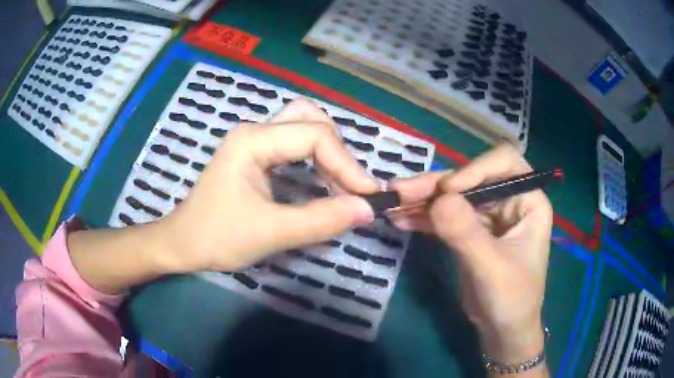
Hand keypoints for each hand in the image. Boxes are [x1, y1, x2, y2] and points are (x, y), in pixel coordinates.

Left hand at [162, 99, 378, 271]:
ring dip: (328, 152)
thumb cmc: (216, 238)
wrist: (182, 244)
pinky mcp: (254, 155)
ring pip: (303, 126)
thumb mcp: (270, 233)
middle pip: (310, 118)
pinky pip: (294, 144)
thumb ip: (320, 220)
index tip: (367, 197)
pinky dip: (315, 159)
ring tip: (341, 185)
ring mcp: (253, 141)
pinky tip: (321, 182)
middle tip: (350, 185)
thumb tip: (366, 210)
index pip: (315, 137)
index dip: (347, 165)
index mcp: (253, 140)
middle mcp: (254, 131)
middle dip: (338, 150)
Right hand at [389, 144, 552, 364]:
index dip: (476, 168)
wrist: (502, 330)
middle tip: (399, 191)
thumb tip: (438, 199)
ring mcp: (487, 215)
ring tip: (391, 203)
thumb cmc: (511, 300)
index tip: (448, 190)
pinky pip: (444, 216)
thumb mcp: (491, 269)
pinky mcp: (469, 231)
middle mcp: (508, 200)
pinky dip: (422, 217)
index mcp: (528, 201)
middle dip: (436, 185)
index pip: (505, 163)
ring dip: (422, 199)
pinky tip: (400, 219)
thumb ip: (466, 233)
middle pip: (470, 178)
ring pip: (452, 196)